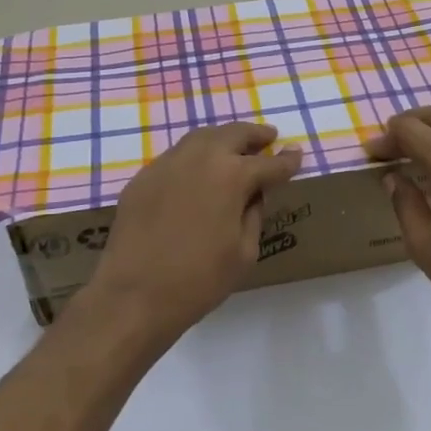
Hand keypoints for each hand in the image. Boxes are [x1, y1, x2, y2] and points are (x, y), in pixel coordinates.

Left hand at [89, 122, 302, 349]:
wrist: (134, 295)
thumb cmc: (199, 280)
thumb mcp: (244, 253)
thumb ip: (253, 215)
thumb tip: (253, 196)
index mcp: (232, 176)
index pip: (269, 164)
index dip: (287, 161)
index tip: (296, 155)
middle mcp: (200, 159)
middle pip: (233, 134)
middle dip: (255, 135)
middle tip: (268, 137)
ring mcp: (167, 164)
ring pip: (201, 138)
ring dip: (222, 139)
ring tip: (233, 147)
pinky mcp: (143, 178)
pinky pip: (176, 158)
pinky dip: (194, 157)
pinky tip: (197, 172)